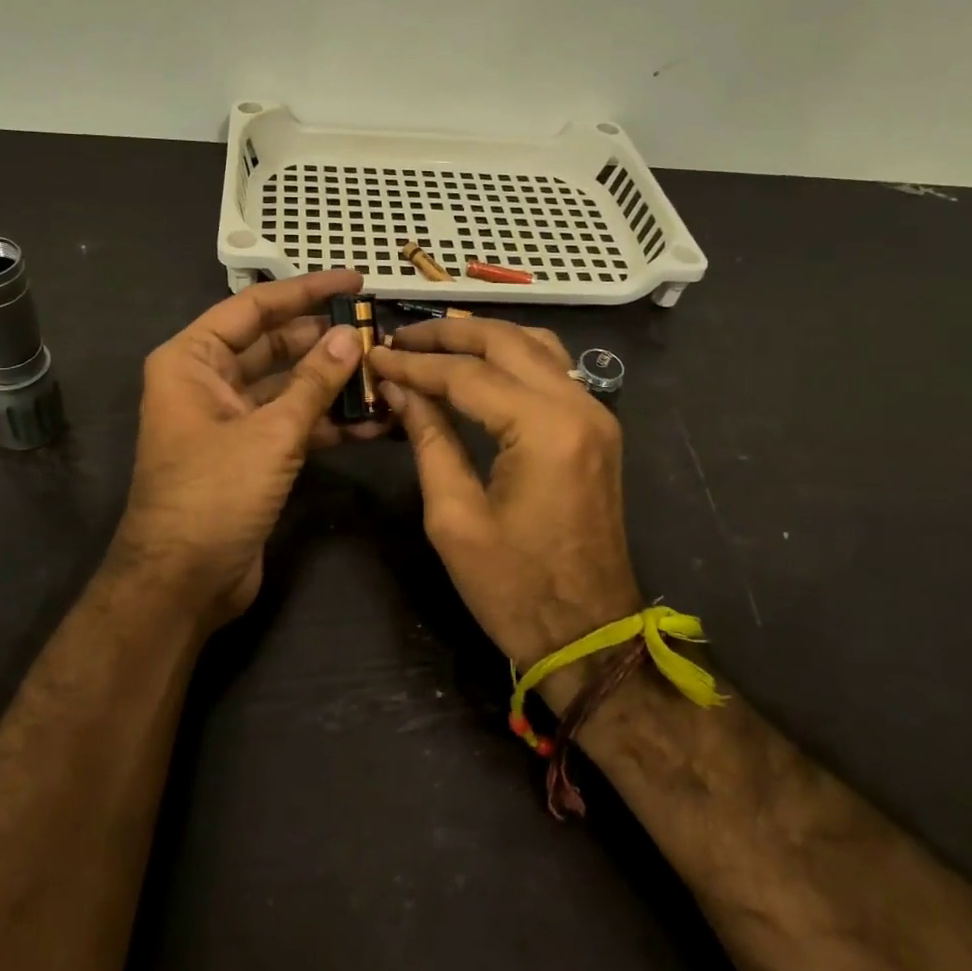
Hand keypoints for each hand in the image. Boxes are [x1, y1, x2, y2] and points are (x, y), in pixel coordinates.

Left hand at [110, 270, 378, 629]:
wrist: (183, 584)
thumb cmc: (214, 495)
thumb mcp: (270, 433)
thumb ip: (314, 383)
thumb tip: (349, 337)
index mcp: (193, 360)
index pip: (254, 308)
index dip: (306, 291)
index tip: (354, 282)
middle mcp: (208, 382)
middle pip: (275, 345)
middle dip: (326, 341)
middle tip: (378, 331)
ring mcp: (231, 419)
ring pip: (289, 386)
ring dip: (333, 383)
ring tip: (385, 373)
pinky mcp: (252, 453)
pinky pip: (293, 423)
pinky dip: (328, 422)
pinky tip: (374, 423)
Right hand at [369, 320, 642, 677]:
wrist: (590, 636)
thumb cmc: (515, 588)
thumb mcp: (454, 518)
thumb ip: (429, 439)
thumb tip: (400, 389)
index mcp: (544, 429)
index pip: (467, 374)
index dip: (415, 364)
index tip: (375, 355)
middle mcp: (578, 406)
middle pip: (506, 341)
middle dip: (448, 334)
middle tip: (400, 336)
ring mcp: (595, 414)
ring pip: (535, 345)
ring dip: (483, 338)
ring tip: (433, 344)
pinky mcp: (597, 428)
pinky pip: (551, 370)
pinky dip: (511, 356)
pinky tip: (478, 366)